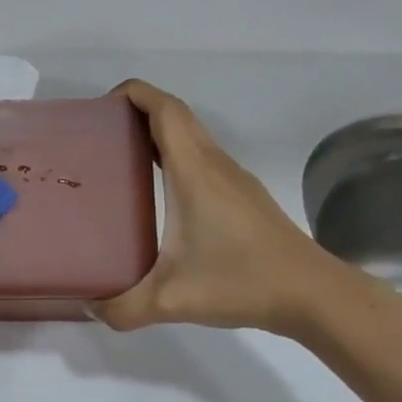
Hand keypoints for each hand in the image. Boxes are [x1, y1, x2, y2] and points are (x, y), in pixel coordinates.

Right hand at [94, 79, 342, 336]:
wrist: (313, 294)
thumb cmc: (243, 282)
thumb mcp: (172, 300)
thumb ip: (122, 308)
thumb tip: (87, 306)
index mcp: (194, 172)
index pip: (165, 110)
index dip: (134, 94)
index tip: (100, 107)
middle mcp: (214, 164)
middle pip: (176, 114)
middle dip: (137, 109)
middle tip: (99, 133)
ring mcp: (232, 177)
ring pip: (191, 134)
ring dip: (156, 131)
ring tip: (118, 156)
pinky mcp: (242, 194)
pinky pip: (200, 155)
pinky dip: (173, 153)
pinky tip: (156, 188)